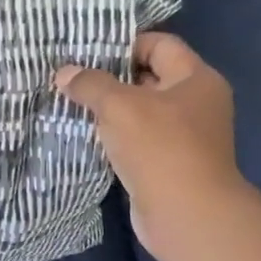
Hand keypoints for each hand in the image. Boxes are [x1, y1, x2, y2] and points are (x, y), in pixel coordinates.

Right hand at [55, 33, 256, 260]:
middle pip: (148, 77)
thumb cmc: (160, 148)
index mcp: (196, 79)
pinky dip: (114, 136)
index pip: (159, 45)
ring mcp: (184, 136)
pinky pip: (137, 139)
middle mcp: (196, 103)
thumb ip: (90, 84)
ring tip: (70, 102)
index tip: (86, 50)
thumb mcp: (119, 106)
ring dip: (109, 109)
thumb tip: (64, 73)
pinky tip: (85, 134)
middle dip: (110, 76)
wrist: (187, 216)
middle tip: (71, 75)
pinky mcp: (169, 163)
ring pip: (140, 111)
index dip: (124, 44)